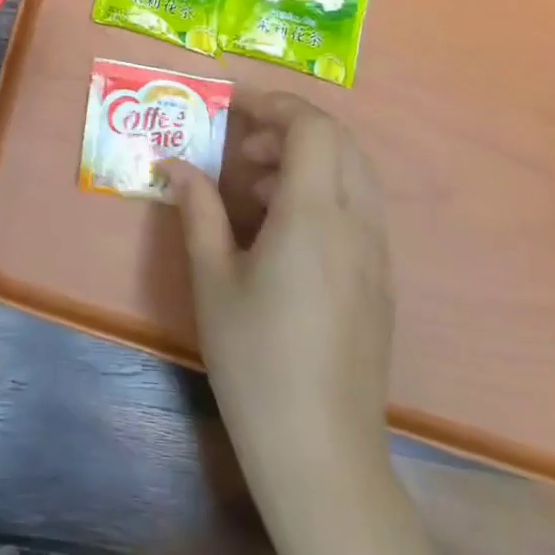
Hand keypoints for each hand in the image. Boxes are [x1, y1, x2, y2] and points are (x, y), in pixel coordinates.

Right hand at [169, 92, 393, 489]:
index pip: (311, 127)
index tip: (230, 106)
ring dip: (307, 156)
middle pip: (339, 140)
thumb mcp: (212, 278)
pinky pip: (360, 205)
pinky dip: (324, 188)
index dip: (272, 103)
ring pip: (355, 170)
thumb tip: (174, 164)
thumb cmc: (255, 359)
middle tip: (240, 145)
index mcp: (314, 216)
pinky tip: (282, 227)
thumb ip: (197, 209)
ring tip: (253, 186)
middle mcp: (356, 223)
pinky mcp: (380, 279)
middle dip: (288, 125)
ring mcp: (377, 252)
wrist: (321, 451)